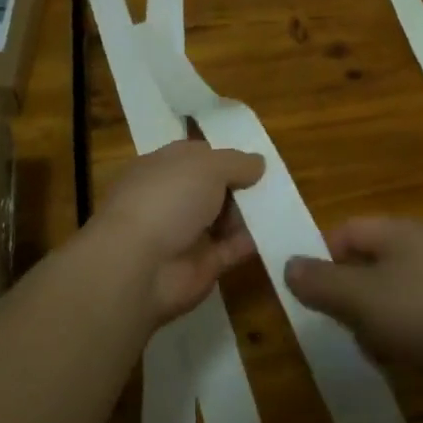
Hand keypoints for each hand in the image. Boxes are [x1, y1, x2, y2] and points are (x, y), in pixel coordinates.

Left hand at [91, 140, 263, 325]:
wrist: (137, 267)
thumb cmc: (167, 200)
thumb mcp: (207, 166)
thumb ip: (236, 162)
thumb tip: (258, 164)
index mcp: (164, 167)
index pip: (199, 156)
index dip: (227, 156)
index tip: (256, 161)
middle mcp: (173, 198)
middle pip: (215, 188)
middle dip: (243, 186)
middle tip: (276, 183)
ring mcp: (186, 233)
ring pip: (225, 219)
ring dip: (251, 214)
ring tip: (284, 206)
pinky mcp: (201, 264)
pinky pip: (232, 249)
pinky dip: (252, 242)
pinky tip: (278, 233)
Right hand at [285, 218, 422, 379]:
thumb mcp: (361, 298)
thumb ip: (321, 282)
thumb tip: (288, 264)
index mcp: (395, 232)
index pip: (343, 231)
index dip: (322, 258)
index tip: (311, 295)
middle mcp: (417, 249)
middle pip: (362, 266)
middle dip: (347, 298)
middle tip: (345, 325)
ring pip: (384, 298)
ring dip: (372, 324)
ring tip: (377, 348)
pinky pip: (410, 320)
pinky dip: (399, 338)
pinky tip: (403, 360)